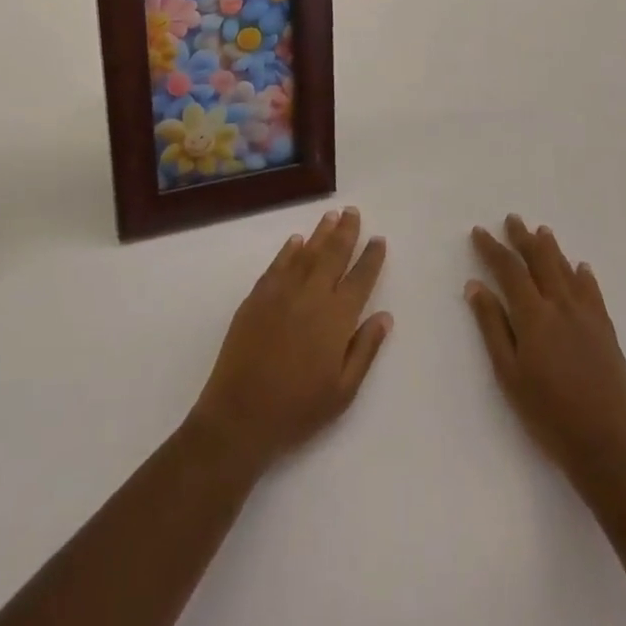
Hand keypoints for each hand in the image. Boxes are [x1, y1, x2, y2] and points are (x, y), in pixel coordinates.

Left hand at [189, 206, 391, 472]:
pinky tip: (297, 241)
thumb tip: (384, 316)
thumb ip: (365, 349)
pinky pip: (277, 264)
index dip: (371, 258)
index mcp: (336, 318)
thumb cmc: (298, 409)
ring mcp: (281, 292)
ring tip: (331, 216)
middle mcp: (311, 296)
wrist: (241, 414)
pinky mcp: (257, 296)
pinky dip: (289, 250)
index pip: (360, 279)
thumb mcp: (343, 391)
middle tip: (353, 212)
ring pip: (306, 253)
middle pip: (333, 255)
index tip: (379, 239)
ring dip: (321, 233)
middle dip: (346, 232)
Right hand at [465, 215, 625, 487]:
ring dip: (552, 249)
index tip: (479, 232)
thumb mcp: (509, 374)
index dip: (493, 249)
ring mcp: (588, 317)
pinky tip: (581, 268)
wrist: (608, 448)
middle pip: (540, 261)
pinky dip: (584, 276)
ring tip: (542, 231)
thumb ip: (492, 326)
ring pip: (567, 271)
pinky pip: (594, 293)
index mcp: (534, 316)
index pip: (509, 270)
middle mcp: (561, 306)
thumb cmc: (548, 415)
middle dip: (523, 238)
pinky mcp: (607, 332)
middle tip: (512, 219)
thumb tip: (475, 286)